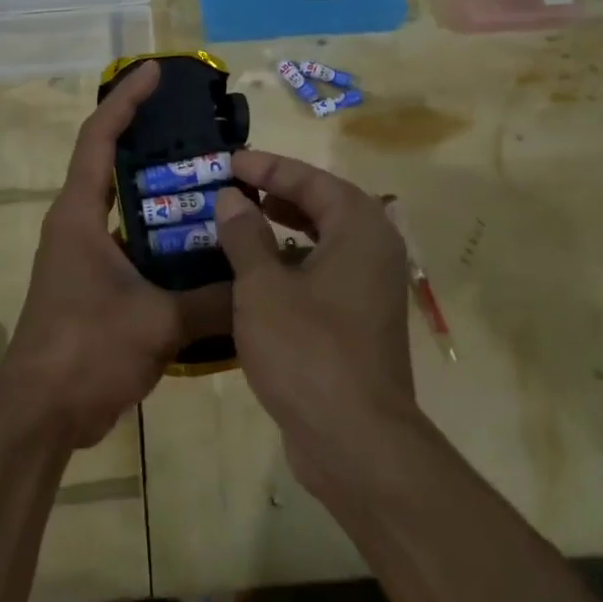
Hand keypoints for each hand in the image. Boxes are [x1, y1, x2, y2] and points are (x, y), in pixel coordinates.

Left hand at [0, 60, 229, 449]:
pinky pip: (135, 246)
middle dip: (153, 143)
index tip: (154, 72)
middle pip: (114, 165)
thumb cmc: (85, 351)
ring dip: (164, 196)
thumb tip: (262, 286)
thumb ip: (213, 300)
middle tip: (203, 132)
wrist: (40, 416)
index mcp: (79, 215)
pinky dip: (165, 239)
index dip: (126, 100)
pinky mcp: (96, 286)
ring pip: (128, 209)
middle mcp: (78, 226)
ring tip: (215, 183)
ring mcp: (85, 257)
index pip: (99, 138)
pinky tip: (205, 247)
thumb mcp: (157, 322)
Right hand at [212, 152, 414, 484]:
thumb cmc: (308, 350)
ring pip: (321, 242)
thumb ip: (245, 235)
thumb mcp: (263, 287)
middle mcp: (373, 250)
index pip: (310, 179)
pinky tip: (253, 275)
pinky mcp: (359, 321)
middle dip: (276, 193)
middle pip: (322, 205)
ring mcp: (369, 288)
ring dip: (281, 229)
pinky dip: (290, 264)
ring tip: (238, 222)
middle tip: (233, 186)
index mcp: (359, 228)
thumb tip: (232, 198)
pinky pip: (321, 274)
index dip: (267, 167)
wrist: (356, 440)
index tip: (229, 161)